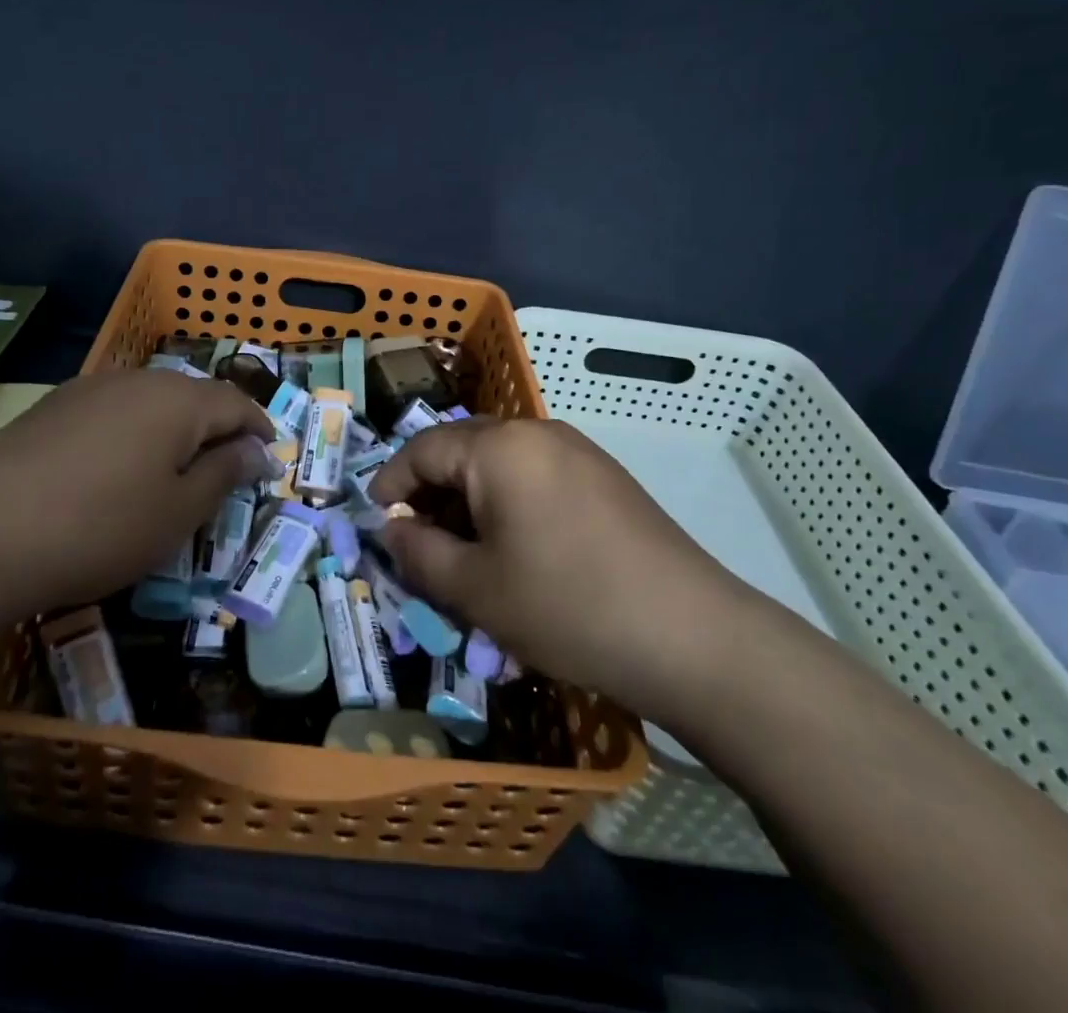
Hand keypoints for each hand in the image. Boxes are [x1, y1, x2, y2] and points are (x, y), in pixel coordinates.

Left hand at [0, 370, 273, 621]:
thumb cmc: (101, 526)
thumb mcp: (179, 511)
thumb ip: (225, 473)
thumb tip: (258, 450)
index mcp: (179, 400)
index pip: (236, 402)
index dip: (259, 427)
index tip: (271, 454)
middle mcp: (138, 380)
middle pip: (193, 397)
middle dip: (217, 428)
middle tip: (226, 468)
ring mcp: (91, 388)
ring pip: (151, 402)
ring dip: (174, 430)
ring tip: (174, 470)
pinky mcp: (54, 406)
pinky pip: (113, 411)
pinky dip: (133, 433)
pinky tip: (117, 468)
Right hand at [368, 418, 753, 719]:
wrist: (691, 636)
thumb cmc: (566, 606)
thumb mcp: (475, 589)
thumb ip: (418, 552)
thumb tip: (392, 529)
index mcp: (499, 446)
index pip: (423, 449)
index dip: (390, 482)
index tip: (375, 519)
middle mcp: (537, 432)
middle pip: (462, 450)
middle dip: (431, 492)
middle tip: (416, 541)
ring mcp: (578, 451)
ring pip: (500, 465)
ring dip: (470, 501)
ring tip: (463, 553)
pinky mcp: (605, 478)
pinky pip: (536, 477)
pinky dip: (508, 504)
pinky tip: (515, 550)